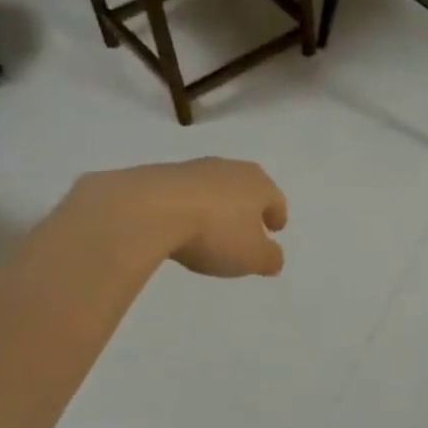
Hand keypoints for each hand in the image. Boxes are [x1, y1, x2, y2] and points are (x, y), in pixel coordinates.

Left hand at [79, 158, 287, 276]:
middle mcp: (231, 169)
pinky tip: (182, 224)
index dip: (277, 216)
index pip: (275, 199)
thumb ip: (269, 259)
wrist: (151, 209)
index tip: (275, 228)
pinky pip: (185, 192)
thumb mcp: (252, 257)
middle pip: (247, 187)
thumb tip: (275, 258)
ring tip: (212, 227)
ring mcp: (195, 168)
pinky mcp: (162, 174)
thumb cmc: (215, 233)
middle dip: (249, 207)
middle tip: (248, 226)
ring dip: (218, 205)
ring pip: (216, 187)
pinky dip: (190, 206)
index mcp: (259, 185)